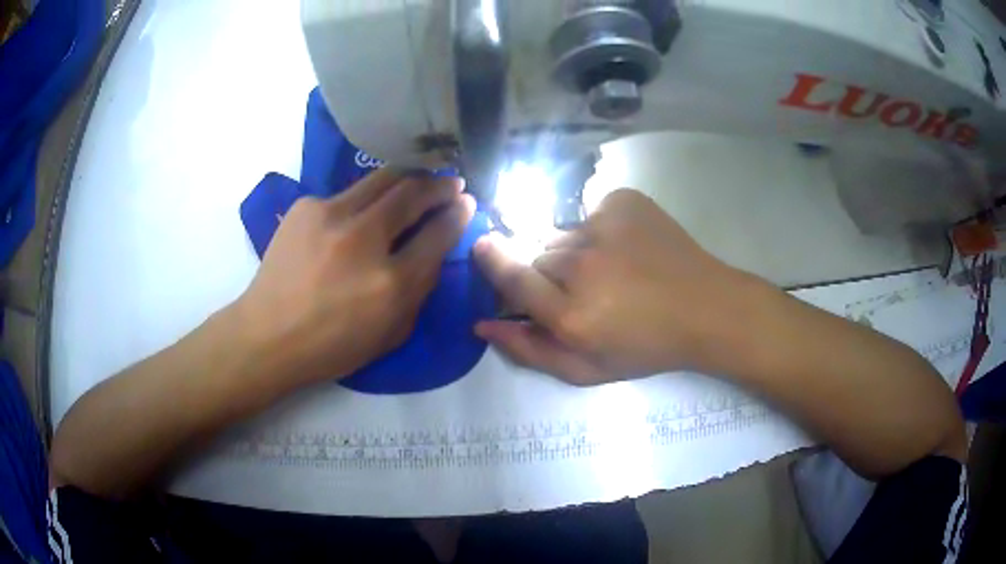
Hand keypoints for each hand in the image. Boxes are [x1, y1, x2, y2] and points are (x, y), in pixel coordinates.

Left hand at [236, 170, 474, 386]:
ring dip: (408, 177)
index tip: (466, 203)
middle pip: (413, 193)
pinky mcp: (306, 206)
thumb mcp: (392, 333)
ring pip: (382, 178)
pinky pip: (347, 193)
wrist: (268, 334)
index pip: (439, 232)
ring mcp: (331, 215)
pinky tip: (361, 211)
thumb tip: (436, 247)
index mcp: (391, 283)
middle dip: (439, 185)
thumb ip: (420, 289)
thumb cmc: (333, 345)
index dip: (458, 214)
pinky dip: (363, 199)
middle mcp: (364, 239)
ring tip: (418, 180)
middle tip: (451, 183)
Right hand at [474, 189, 753, 384]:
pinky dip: (602, 229)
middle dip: (548, 273)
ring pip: (565, 234)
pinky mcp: (624, 202)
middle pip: (538, 256)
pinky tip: (628, 247)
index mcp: (570, 314)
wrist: (706, 308)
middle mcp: (581, 265)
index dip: (492, 261)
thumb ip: (529, 350)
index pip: (510, 277)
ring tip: (612, 269)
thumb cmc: (647, 347)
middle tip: (582, 289)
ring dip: (576, 251)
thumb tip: (483, 326)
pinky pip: (592, 213)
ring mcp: (604, 226)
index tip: (483, 247)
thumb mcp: (587, 369)